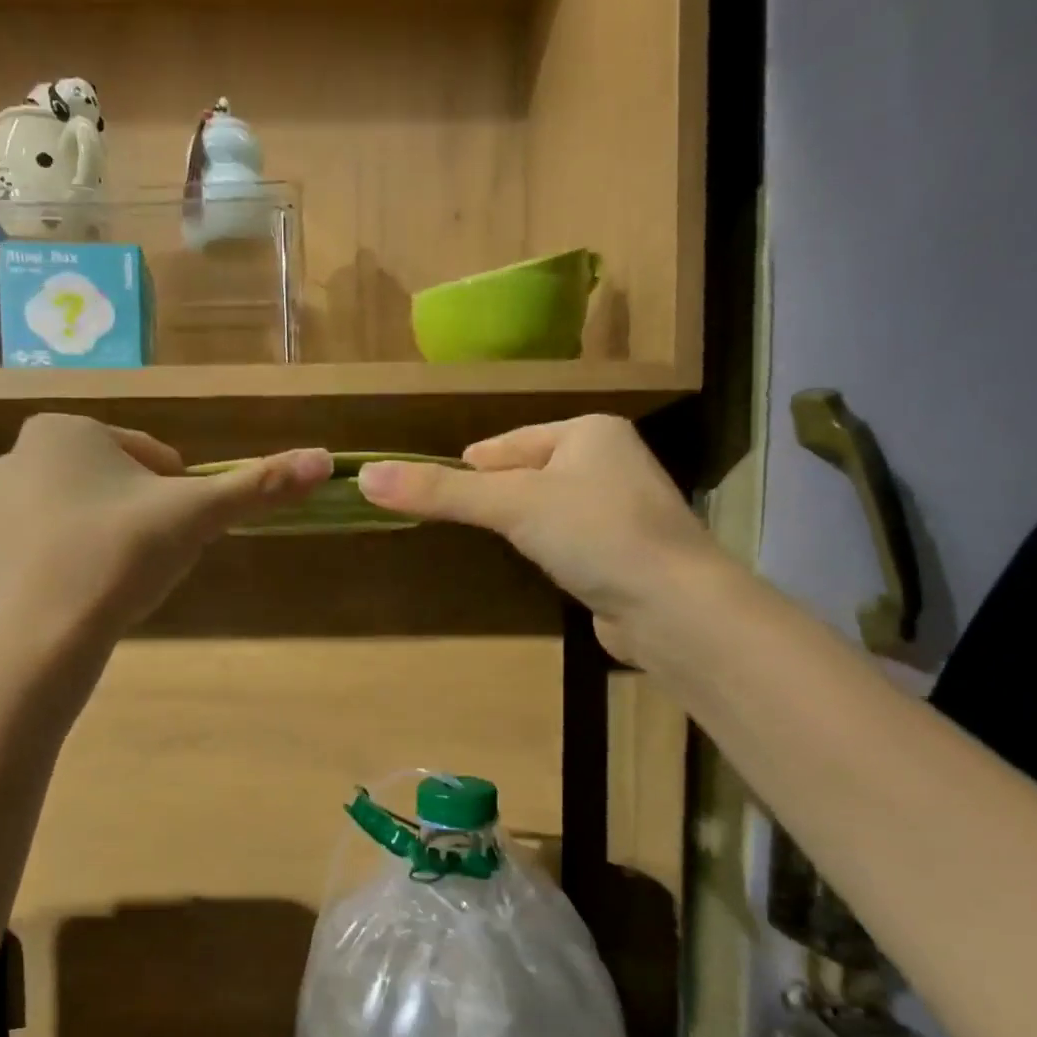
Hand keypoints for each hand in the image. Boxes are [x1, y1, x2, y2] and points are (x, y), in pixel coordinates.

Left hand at [0, 415, 330, 643]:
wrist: (43, 639)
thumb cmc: (121, 558)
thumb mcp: (197, 516)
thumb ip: (260, 486)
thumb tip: (326, 459)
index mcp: (66, 427)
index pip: (156, 457)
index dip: (180, 498)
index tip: (175, 535)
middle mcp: (22, 451)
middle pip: (123, 481)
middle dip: (149, 516)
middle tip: (152, 559)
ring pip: (92, 510)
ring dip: (119, 537)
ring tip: (123, 579)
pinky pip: (60, 541)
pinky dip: (84, 558)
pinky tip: (92, 592)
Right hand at [356, 415, 719, 668]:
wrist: (671, 605)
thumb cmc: (593, 533)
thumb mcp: (510, 504)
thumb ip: (441, 491)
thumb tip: (365, 476)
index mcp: (589, 431)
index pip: (509, 442)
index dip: (471, 464)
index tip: (433, 486)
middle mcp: (611, 460)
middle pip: (529, 471)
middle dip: (495, 493)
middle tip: (455, 515)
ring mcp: (623, 507)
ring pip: (549, 505)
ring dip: (521, 520)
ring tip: (491, 538)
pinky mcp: (626, 550)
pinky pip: (570, 536)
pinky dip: (547, 545)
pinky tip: (536, 562)